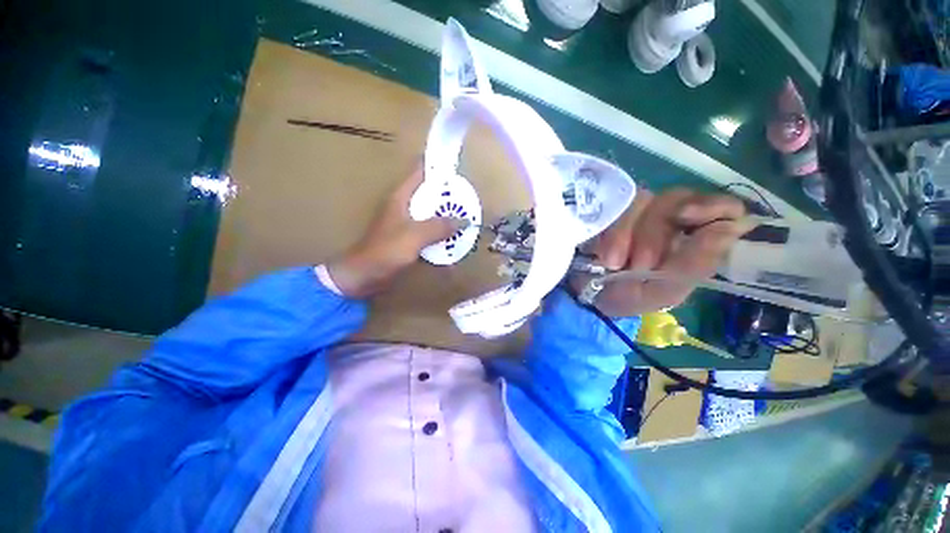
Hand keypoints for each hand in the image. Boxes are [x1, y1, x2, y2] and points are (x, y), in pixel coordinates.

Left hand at [327, 163, 463, 297]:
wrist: (365, 275)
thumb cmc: (387, 250)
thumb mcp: (415, 236)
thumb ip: (439, 227)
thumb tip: (464, 220)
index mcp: (401, 197)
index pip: (420, 173)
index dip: (437, 168)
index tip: (456, 170)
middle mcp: (404, 206)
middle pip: (428, 194)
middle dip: (447, 195)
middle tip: (468, 198)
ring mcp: (405, 223)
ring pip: (430, 213)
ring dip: (445, 215)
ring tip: (465, 216)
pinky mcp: (408, 238)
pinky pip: (428, 230)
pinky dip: (440, 231)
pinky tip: (453, 237)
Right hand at [577, 188, 754, 315]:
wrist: (578, 291)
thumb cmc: (621, 296)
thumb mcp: (659, 292)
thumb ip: (694, 267)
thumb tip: (731, 228)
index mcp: (692, 242)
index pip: (722, 208)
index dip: (711, 207)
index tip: (686, 219)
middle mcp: (668, 220)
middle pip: (678, 199)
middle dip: (655, 234)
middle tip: (639, 264)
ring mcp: (637, 211)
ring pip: (645, 200)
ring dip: (628, 234)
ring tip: (612, 263)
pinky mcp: (611, 207)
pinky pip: (616, 204)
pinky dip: (611, 230)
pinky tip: (603, 251)